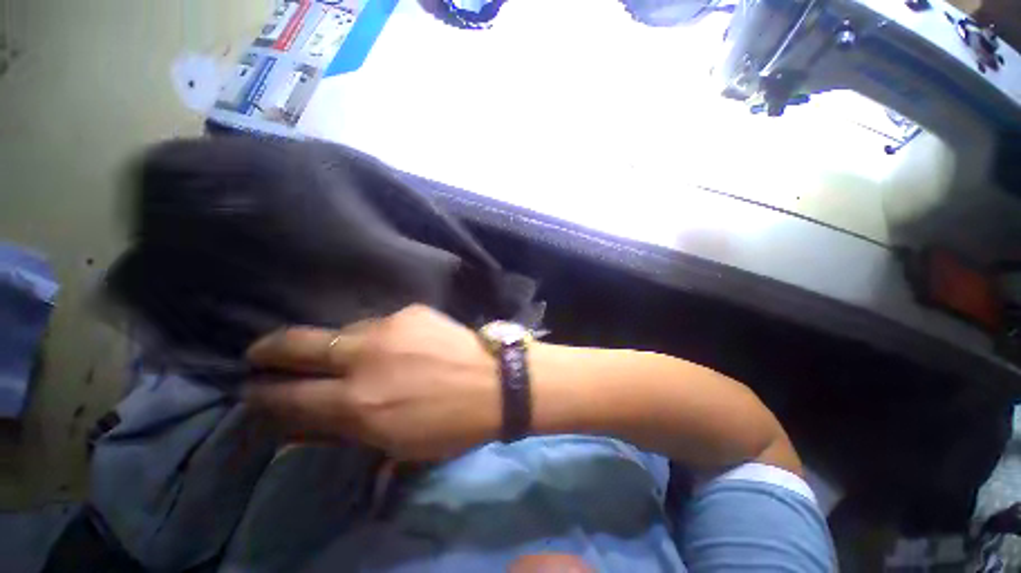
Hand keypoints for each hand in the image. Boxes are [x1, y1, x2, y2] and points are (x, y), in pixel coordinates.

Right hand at [244, 305, 501, 459]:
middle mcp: (364, 358)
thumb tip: (308, 424)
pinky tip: (394, 345)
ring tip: (345, 353)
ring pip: (343, 331)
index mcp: (358, 403)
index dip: (263, 395)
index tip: (252, 391)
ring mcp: (389, 328)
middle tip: (258, 354)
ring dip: (336, 344)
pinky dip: (376, 336)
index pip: (288, 397)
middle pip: (297, 345)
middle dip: (269, 350)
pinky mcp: (411, 312)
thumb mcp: (397, 445)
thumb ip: (348, 431)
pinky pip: (381, 324)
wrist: (497, 381)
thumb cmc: (452, 424)